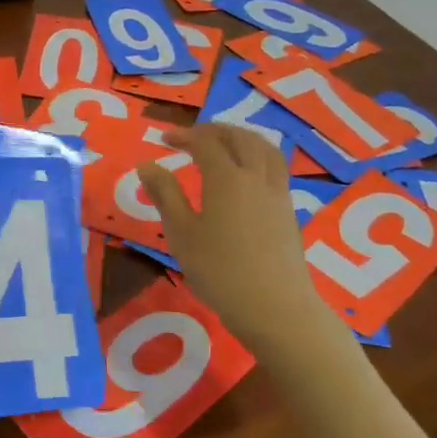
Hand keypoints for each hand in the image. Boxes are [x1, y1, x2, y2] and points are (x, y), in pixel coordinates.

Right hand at [137, 124, 323, 350]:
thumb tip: (147, 164)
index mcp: (226, 178)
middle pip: (239, 137)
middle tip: (193, 136)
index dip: (184, 135)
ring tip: (225, 143)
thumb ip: (165, 195)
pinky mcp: (289, 210)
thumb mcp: (182, 234)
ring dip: (242, 137)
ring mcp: (277, 192)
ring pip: (264, 148)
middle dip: (214, 130)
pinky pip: (275, 166)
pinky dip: (258, 155)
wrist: (275, 307)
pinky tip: (249, 172)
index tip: (164, 138)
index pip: (205, 142)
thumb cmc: (220, 272)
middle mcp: (255, 176)